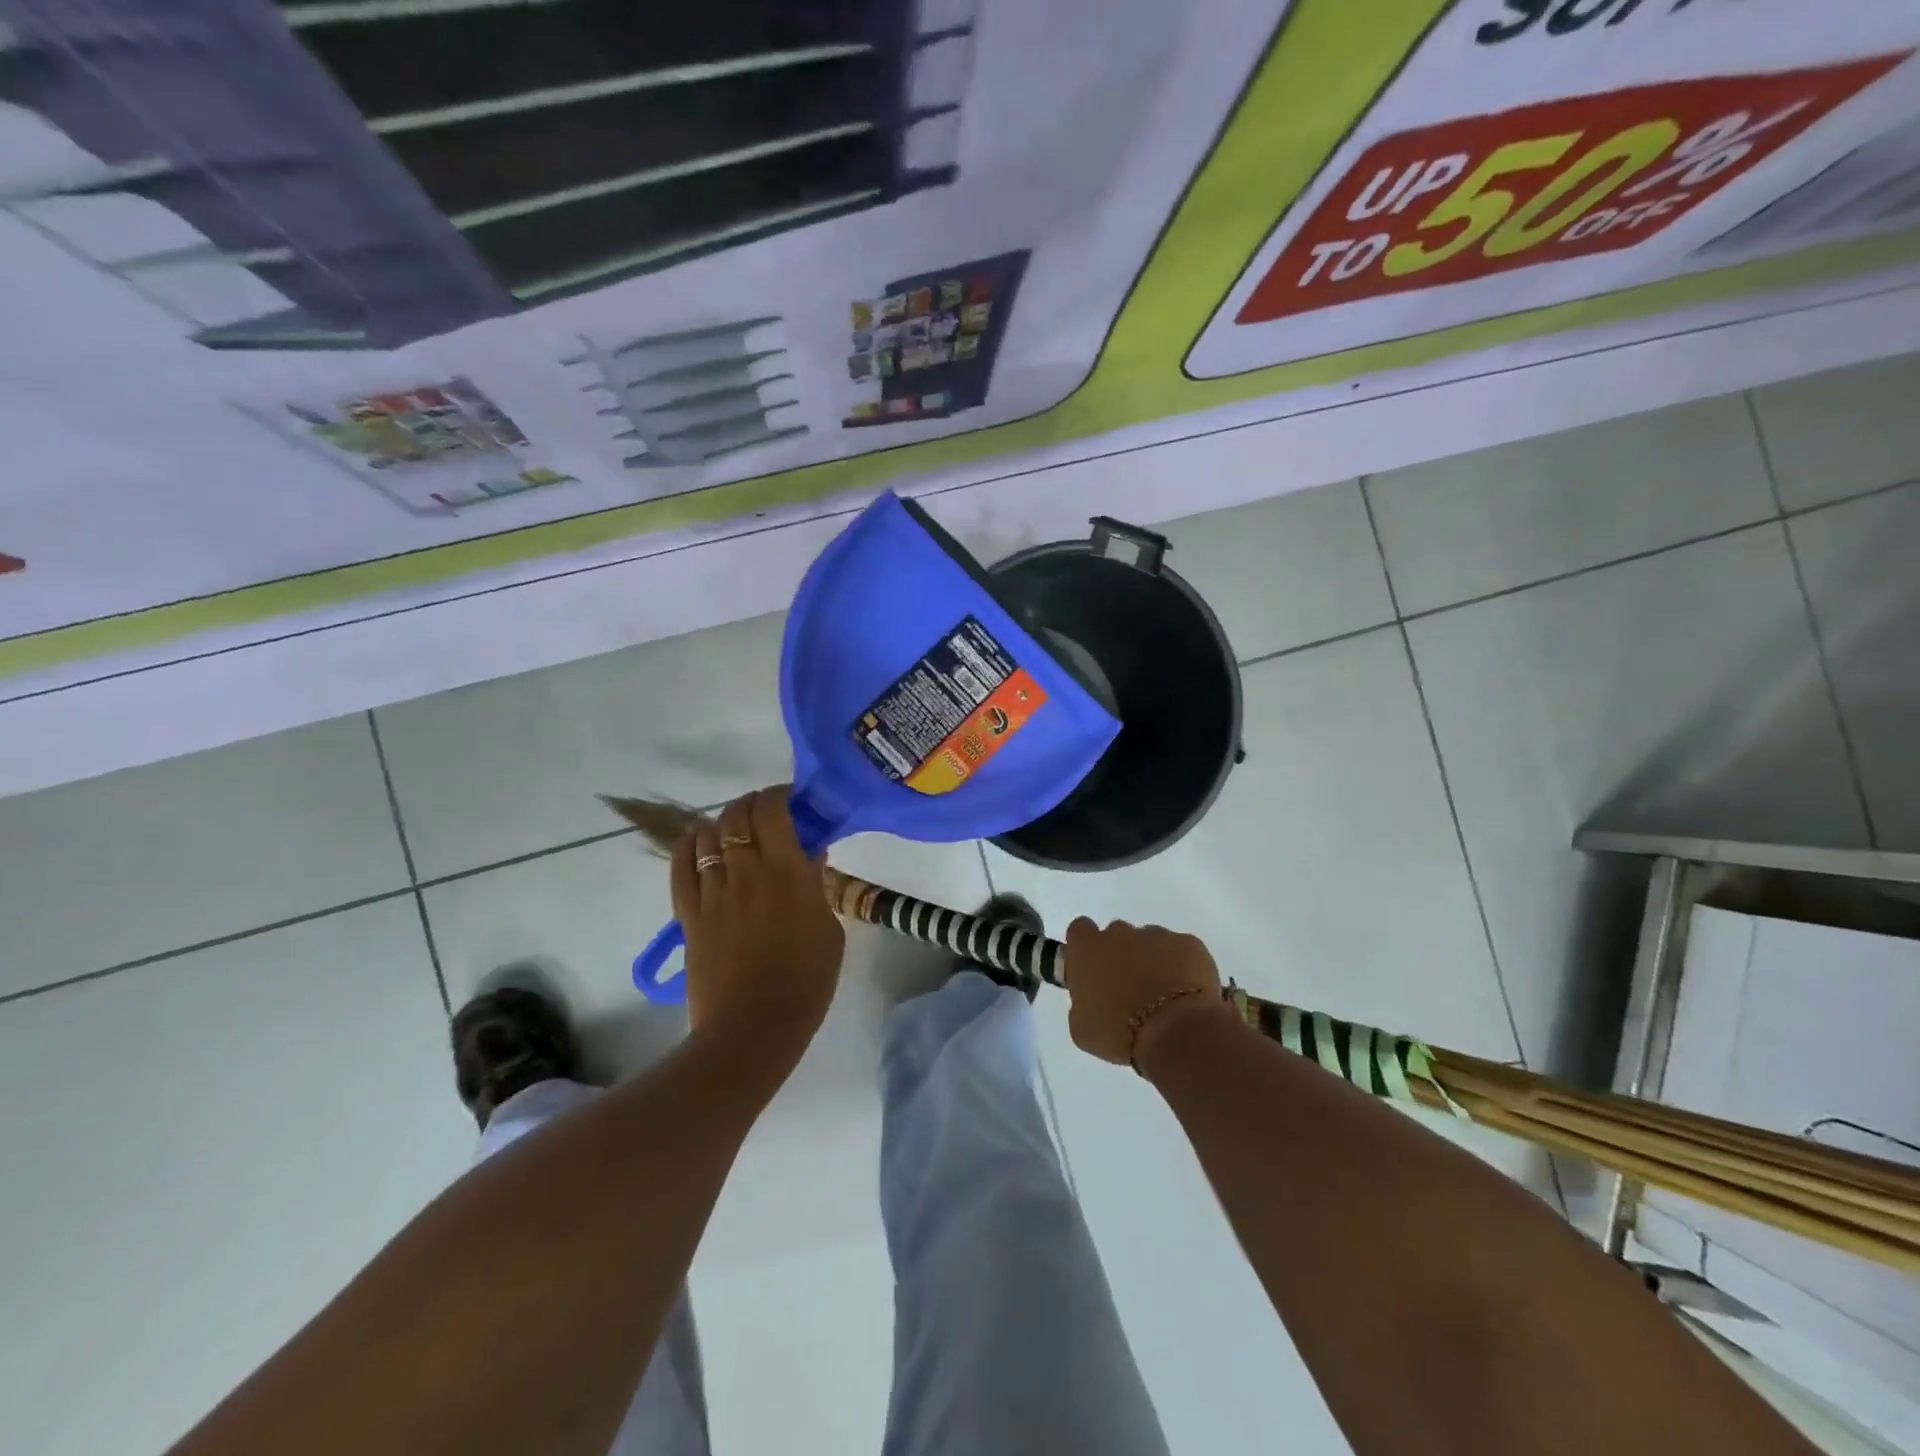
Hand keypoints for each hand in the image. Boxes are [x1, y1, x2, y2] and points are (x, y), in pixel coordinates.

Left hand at [670, 786, 844, 1060]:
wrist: (754, 1028)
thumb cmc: (806, 982)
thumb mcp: (829, 931)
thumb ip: (817, 888)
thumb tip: (810, 857)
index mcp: (787, 872)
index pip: (773, 811)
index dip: (778, 795)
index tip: (791, 799)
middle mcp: (747, 871)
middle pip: (738, 816)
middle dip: (751, 804)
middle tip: (765, 812)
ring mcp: (713, 892)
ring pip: (708, 836)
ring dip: (722, 822)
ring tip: (734, 827)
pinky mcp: (690, 914)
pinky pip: (681, 867)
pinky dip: (687, 846)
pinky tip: (697, 840)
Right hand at [1063, 917, 1232, 1071]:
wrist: (1176, 1032)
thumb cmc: (1119, 1032)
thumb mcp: (1082, 1029)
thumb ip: (1081, 1004)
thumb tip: (1090, 1000)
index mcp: (1087, 948)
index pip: (1080, 931)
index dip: (1087, 949)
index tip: (1093, 970)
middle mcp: (1119, 933)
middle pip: (1116, 935)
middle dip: (1121, 955)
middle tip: (1128, 988)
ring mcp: (1157, 935)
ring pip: (1150, 942)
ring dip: (1152, 961)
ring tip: (1162, 995)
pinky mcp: (1189, 944)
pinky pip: (1182, 951)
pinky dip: (1182, 967)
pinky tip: (1186, 994)